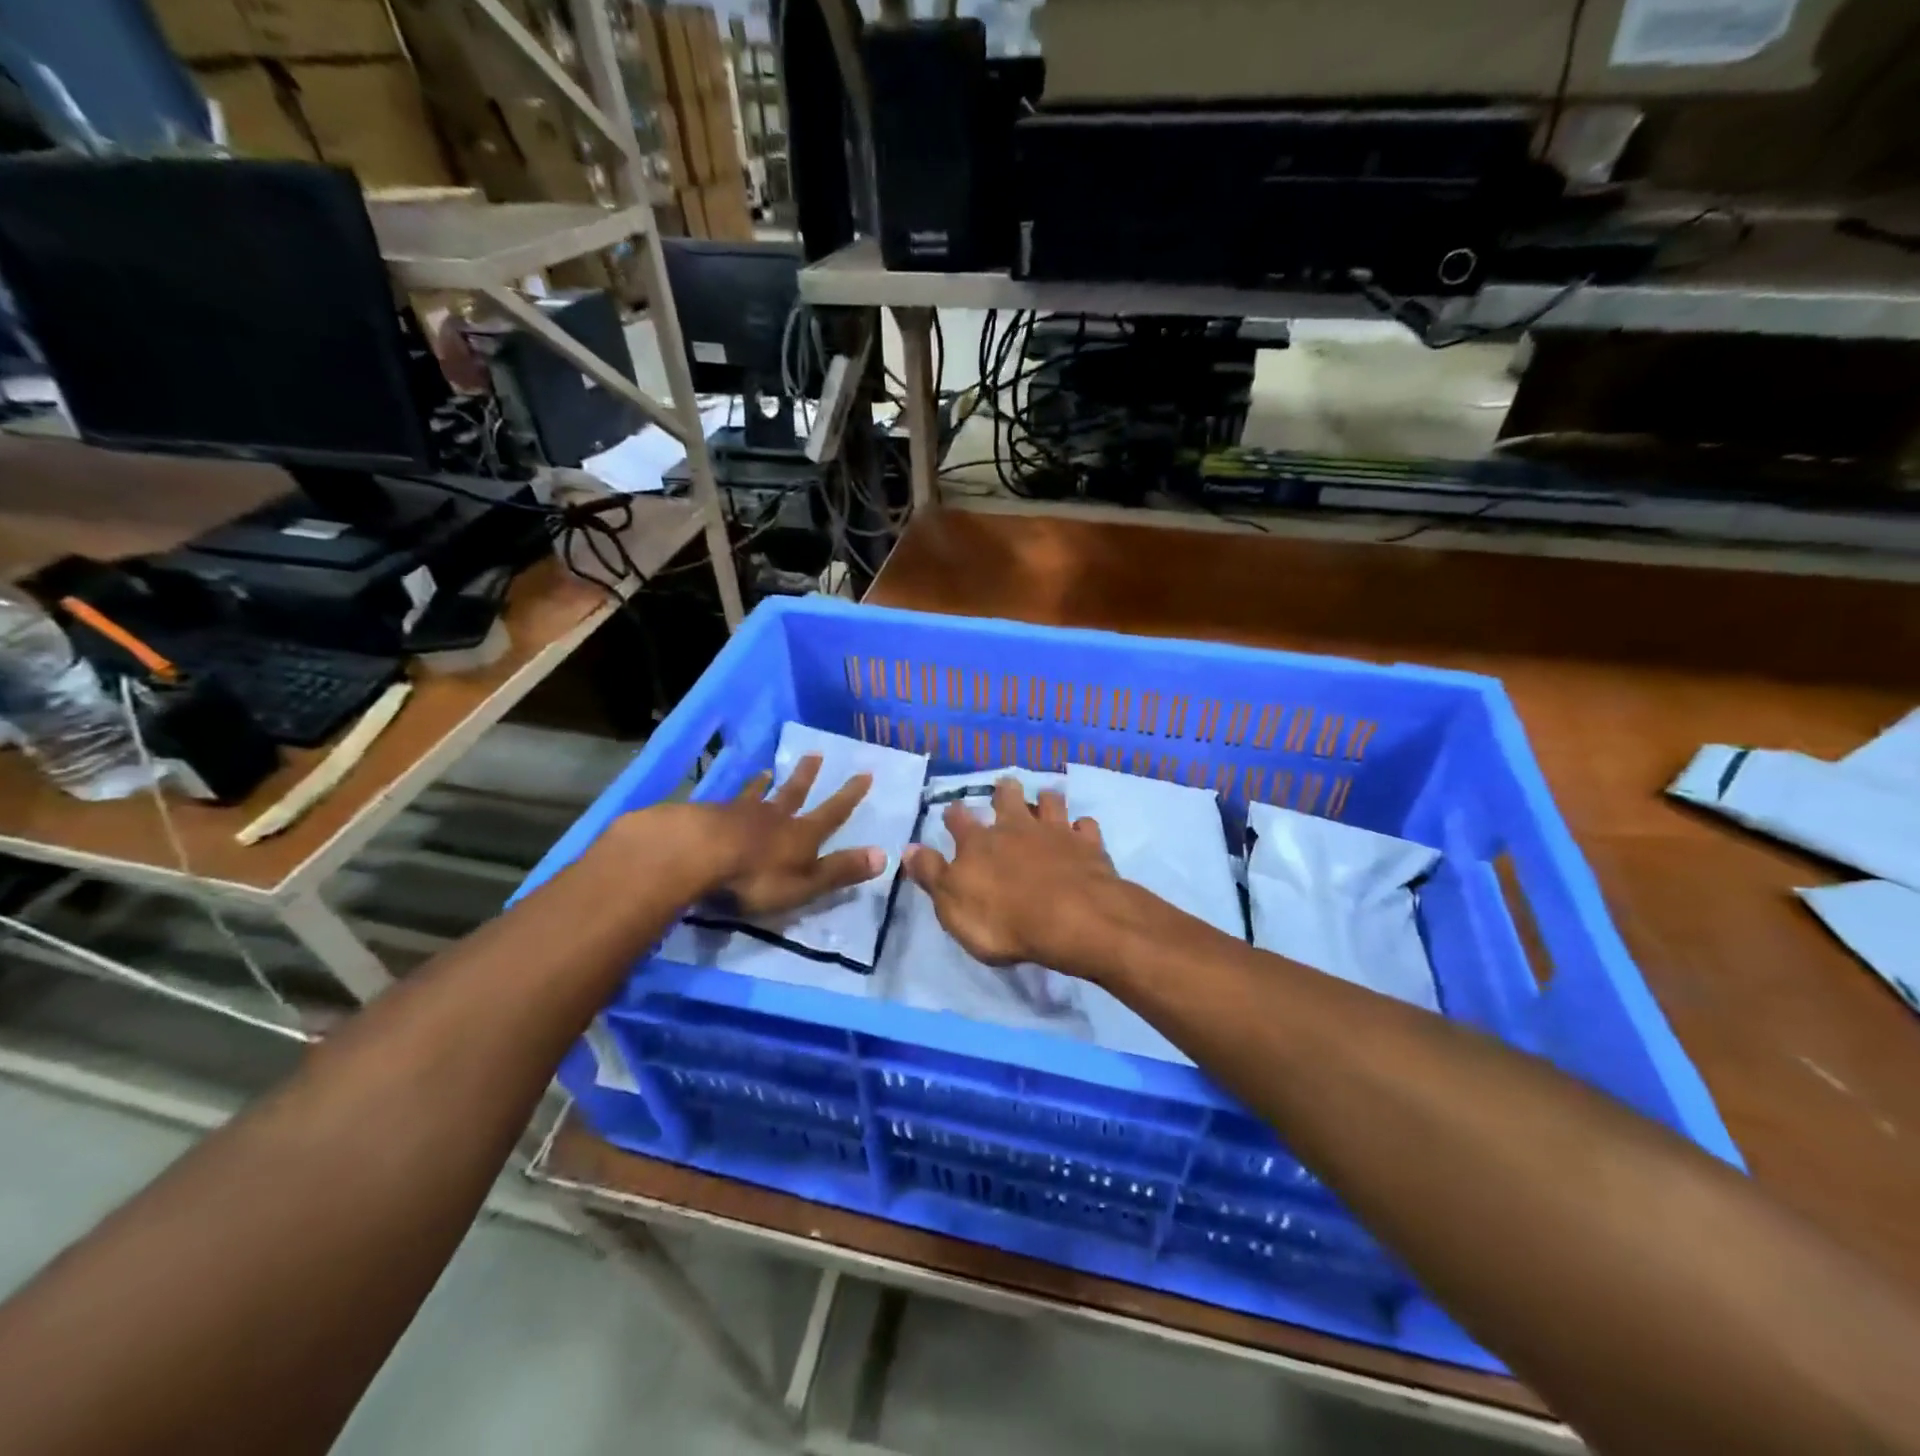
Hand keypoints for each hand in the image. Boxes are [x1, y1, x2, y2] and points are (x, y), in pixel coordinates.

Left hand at [675, 754, 885, 917]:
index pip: (833, 812)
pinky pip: (726, 803)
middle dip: (807, 776)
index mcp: (801, 835)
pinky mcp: (707, 817)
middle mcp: (774, 817)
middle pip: (794, 793)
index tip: (864, 773)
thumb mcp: (806, 883)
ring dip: (764, 783)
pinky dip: (731, 798)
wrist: (697, 854)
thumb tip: (885, 855)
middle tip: (816, 754)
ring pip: (757, 794)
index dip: (850, 795)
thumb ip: (841, 870)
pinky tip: (723, 799)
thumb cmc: (756, 876)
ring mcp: (739, 814)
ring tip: (766, 771)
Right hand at [903, 777, 1118, 969]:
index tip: (953, 810)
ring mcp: (1055, 832)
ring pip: (1050, 803)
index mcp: (978, 843)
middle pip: (1009, 798)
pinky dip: (1082, 828)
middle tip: (1005, 789)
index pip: (960, 820)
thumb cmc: (1003, 920)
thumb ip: (932, 874)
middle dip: (1004, 791)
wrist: (1071, 919)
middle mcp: (1016, 827)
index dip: (955, 814)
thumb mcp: (952, 905)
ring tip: (1045, 799)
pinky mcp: (1088, 845)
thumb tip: (908, 848)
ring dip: (1046, 800)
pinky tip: (1082, 832)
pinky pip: (1086, 827)